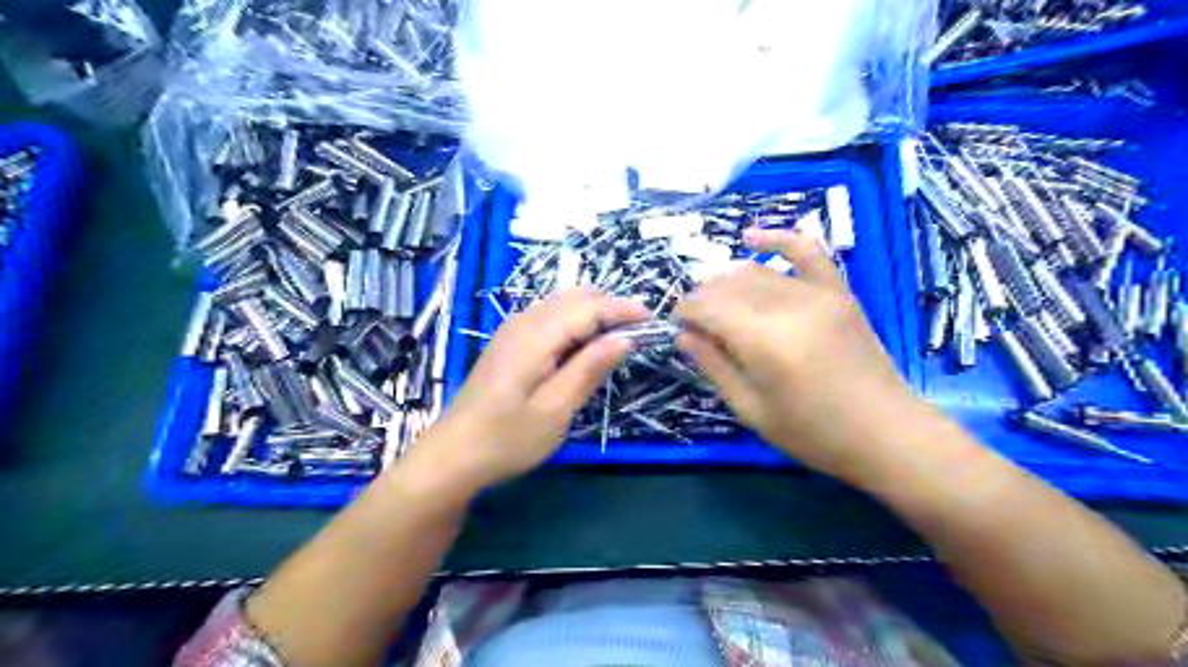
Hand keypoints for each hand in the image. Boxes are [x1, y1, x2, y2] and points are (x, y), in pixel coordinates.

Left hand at [412, 287, 647, 490]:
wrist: (454, 455)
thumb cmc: (508, 438)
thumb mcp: (556, 409)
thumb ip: (590, 368)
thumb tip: (624, 338)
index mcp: (536, 336)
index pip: (588, 308)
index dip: (622, 309)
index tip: (653, 318)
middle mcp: (523, 323)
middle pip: (574, 298)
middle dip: (609, 307)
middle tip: (639, 330)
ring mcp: (512, 331)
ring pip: (560, 305)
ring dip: (592, 313)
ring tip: (618, 335)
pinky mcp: (508, 343)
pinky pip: (548, 318)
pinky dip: (573, 322)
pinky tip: (583, 344)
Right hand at [671, 227, 911, 479]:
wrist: (886, 432)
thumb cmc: (813, 433)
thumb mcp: (751, 409)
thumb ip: (714, 366)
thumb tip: (684, 334)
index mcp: (764, 341)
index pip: (708, 308)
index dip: (685, 312)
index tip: (675, 324)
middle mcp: (788, 306)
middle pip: (728, 286)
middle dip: (702, 299)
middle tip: (694, 322)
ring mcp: (817, 294)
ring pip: (756, 272)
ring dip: (727, 282)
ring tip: (716, 302)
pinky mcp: (838, 291)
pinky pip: (806, 251)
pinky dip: (777, 239)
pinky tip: (751, 237)